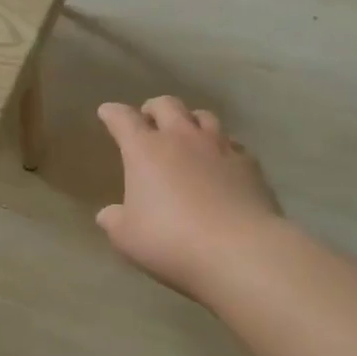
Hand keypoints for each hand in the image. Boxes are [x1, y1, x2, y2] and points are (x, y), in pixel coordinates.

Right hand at [96, 97, 281, 300]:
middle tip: (148, 120)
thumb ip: (114, 221)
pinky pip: (232, 144)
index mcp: (145, 149)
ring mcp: (219, 147)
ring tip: (187, 134)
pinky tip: (221, 162)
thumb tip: (108, 214)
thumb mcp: (127, 238)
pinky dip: (221, 147)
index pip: (123, 119)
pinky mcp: (249, 164)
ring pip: (203, 116)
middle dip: (153, 108)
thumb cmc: (171, 240)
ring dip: (190, 120)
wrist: (241, 250)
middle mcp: (181, 137)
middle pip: (166, 105)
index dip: (112, 113)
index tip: (106, 112)